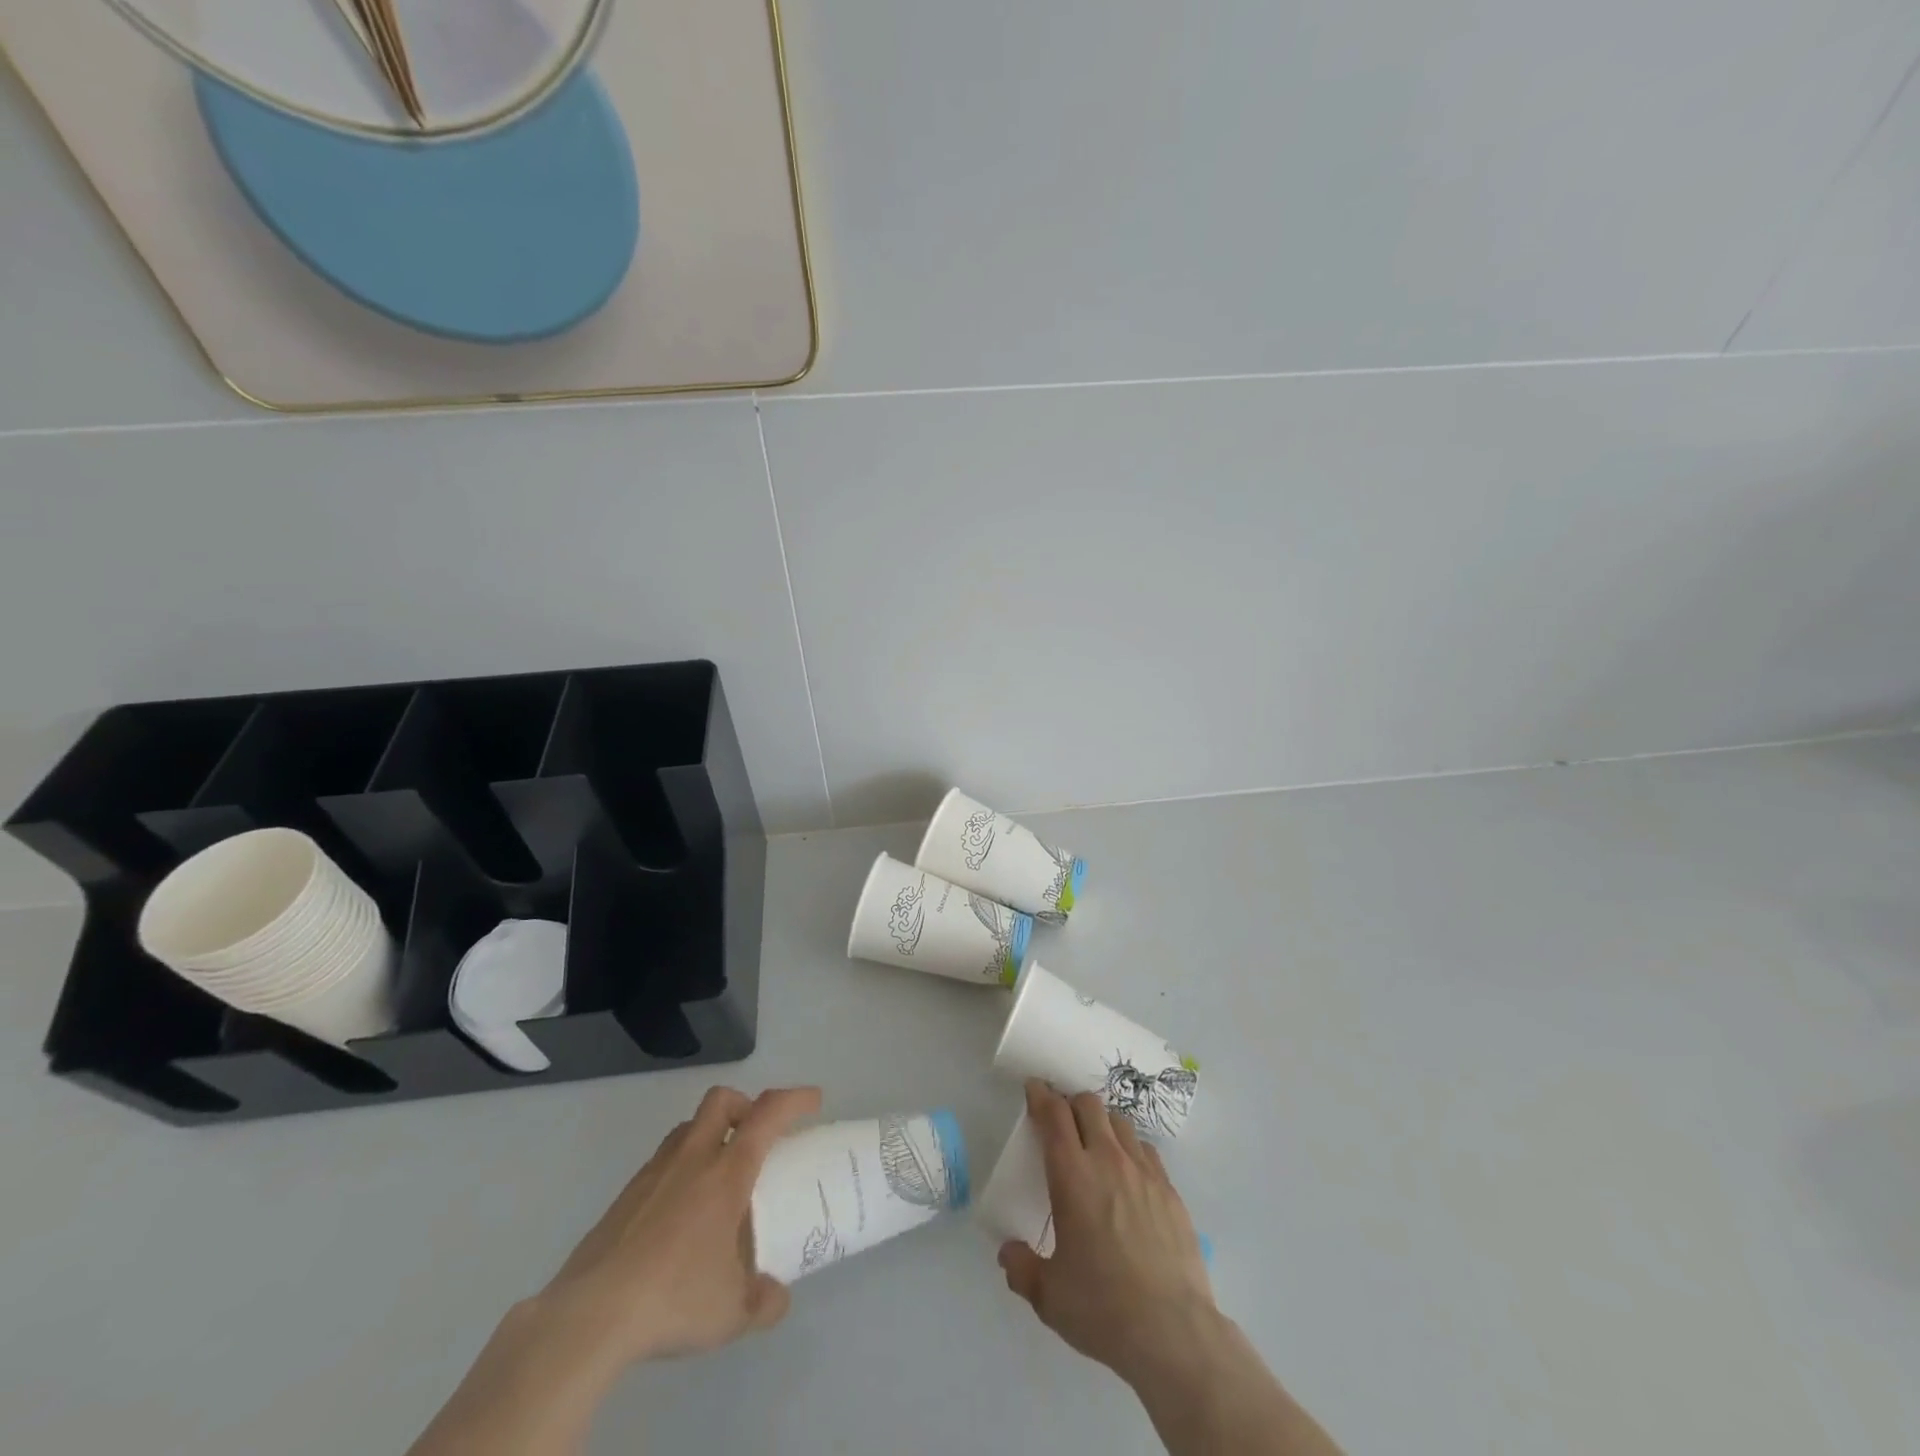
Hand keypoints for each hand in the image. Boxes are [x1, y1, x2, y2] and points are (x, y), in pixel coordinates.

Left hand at [538, 1084, 822, 1369]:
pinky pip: (662, 1162)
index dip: (795, 1099)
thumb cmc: (674, 1298)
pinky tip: (680, 1216)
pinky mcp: (624, 1197)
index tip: (814, 1101)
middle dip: (745, 1105)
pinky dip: (681, 1170)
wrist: (589, 1316)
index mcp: (726, 1172)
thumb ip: (764, 1300)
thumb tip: (776, 1295)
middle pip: (721, 1100)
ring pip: (688, 1128)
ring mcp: (653, 1173)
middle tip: (757, 1137)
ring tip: (719, 1179)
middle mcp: (692, 1159)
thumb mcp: (733, 1313)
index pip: (768, 1113)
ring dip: (710, 1135)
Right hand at [998, 1080, 1215, 1387]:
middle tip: (1062, 1120)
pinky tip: (1128, 1174)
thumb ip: (1022, 1268)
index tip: (1034, 1088)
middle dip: (1071, 1103)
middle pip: (1088, 1105)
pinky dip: (1131, 1149)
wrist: (1173, 1332)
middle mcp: (1107, 1161)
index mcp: (1072, 1176)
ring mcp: (1143, 1172)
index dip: (1041, 1095)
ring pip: (1120, 1122)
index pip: (1053, 1115)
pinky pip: (1147, 1150)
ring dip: (1102, 1123)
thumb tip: (1008, 1252)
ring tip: (1096, 1143)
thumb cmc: (1102, 1308)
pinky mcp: (1170, 1190)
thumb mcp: (1048, 1297)